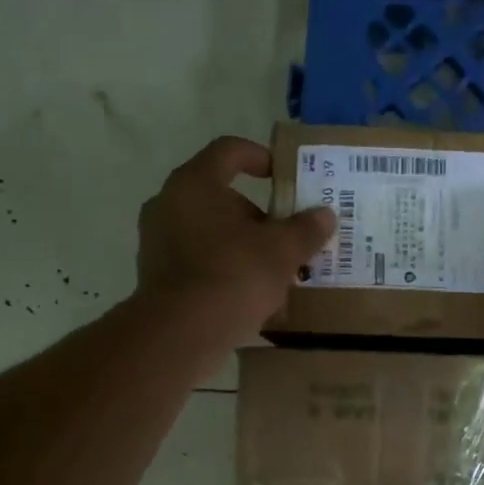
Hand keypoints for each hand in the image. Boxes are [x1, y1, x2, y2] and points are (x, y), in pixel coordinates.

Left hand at [138, 137, 333, 339]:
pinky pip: (200, 263)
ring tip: (277, 274)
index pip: (229, 150)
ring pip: (212, 234)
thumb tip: (325, 215)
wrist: (181, 334)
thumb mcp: (282, 251)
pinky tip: (254, 300)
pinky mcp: (158, 277)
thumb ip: (305, 229)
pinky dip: (227, 272)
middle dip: (259, 217)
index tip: (283, 176)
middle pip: (222, 198)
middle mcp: (169, 205)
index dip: (260, 156)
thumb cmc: (233, 275)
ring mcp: (158, 242)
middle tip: (288, 237)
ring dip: (245, 248)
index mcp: (195, 184)